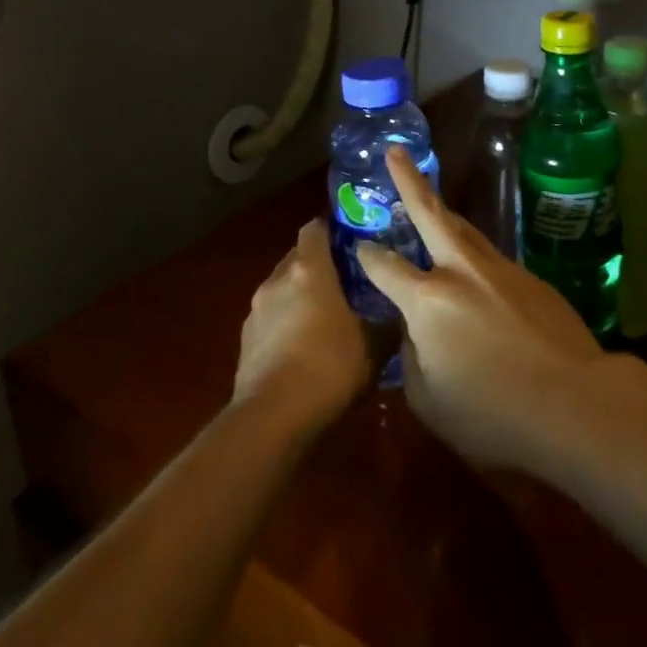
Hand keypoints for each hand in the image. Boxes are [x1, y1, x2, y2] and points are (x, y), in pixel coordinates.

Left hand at [233, 220, 370, 434]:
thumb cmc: (328, 367)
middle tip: (347, 278)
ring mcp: (256, 309)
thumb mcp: (373, 346)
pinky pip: (270, 317)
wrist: (271, 418)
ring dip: (300, 294)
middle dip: (319, 263)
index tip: (353, 238)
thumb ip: (386, 322)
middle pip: (298, 256)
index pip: (315, 228)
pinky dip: (285, 322)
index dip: (333, 228)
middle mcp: (278, 279)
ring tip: (326, 315)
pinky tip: (303, 347)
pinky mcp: (245, 340)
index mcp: (309, 269)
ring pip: (282, 287)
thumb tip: (402, 313)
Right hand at [357, 146, 604, 469]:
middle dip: (408, 180)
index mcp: (428, 300)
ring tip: (429, 202)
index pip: (386, 267)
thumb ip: (412, 358)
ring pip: (464, 230)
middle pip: (430, 214)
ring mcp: (500, 269)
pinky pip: (491, 258)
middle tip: (395, 151)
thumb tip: (415, 331)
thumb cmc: (492, 414)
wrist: (574, 401)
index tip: (358, 243)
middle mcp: (461, 271)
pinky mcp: (530, 277)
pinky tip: (474, 270)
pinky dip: (473, 255)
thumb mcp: (430, 400)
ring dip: (443, 214)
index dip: (367, 255)